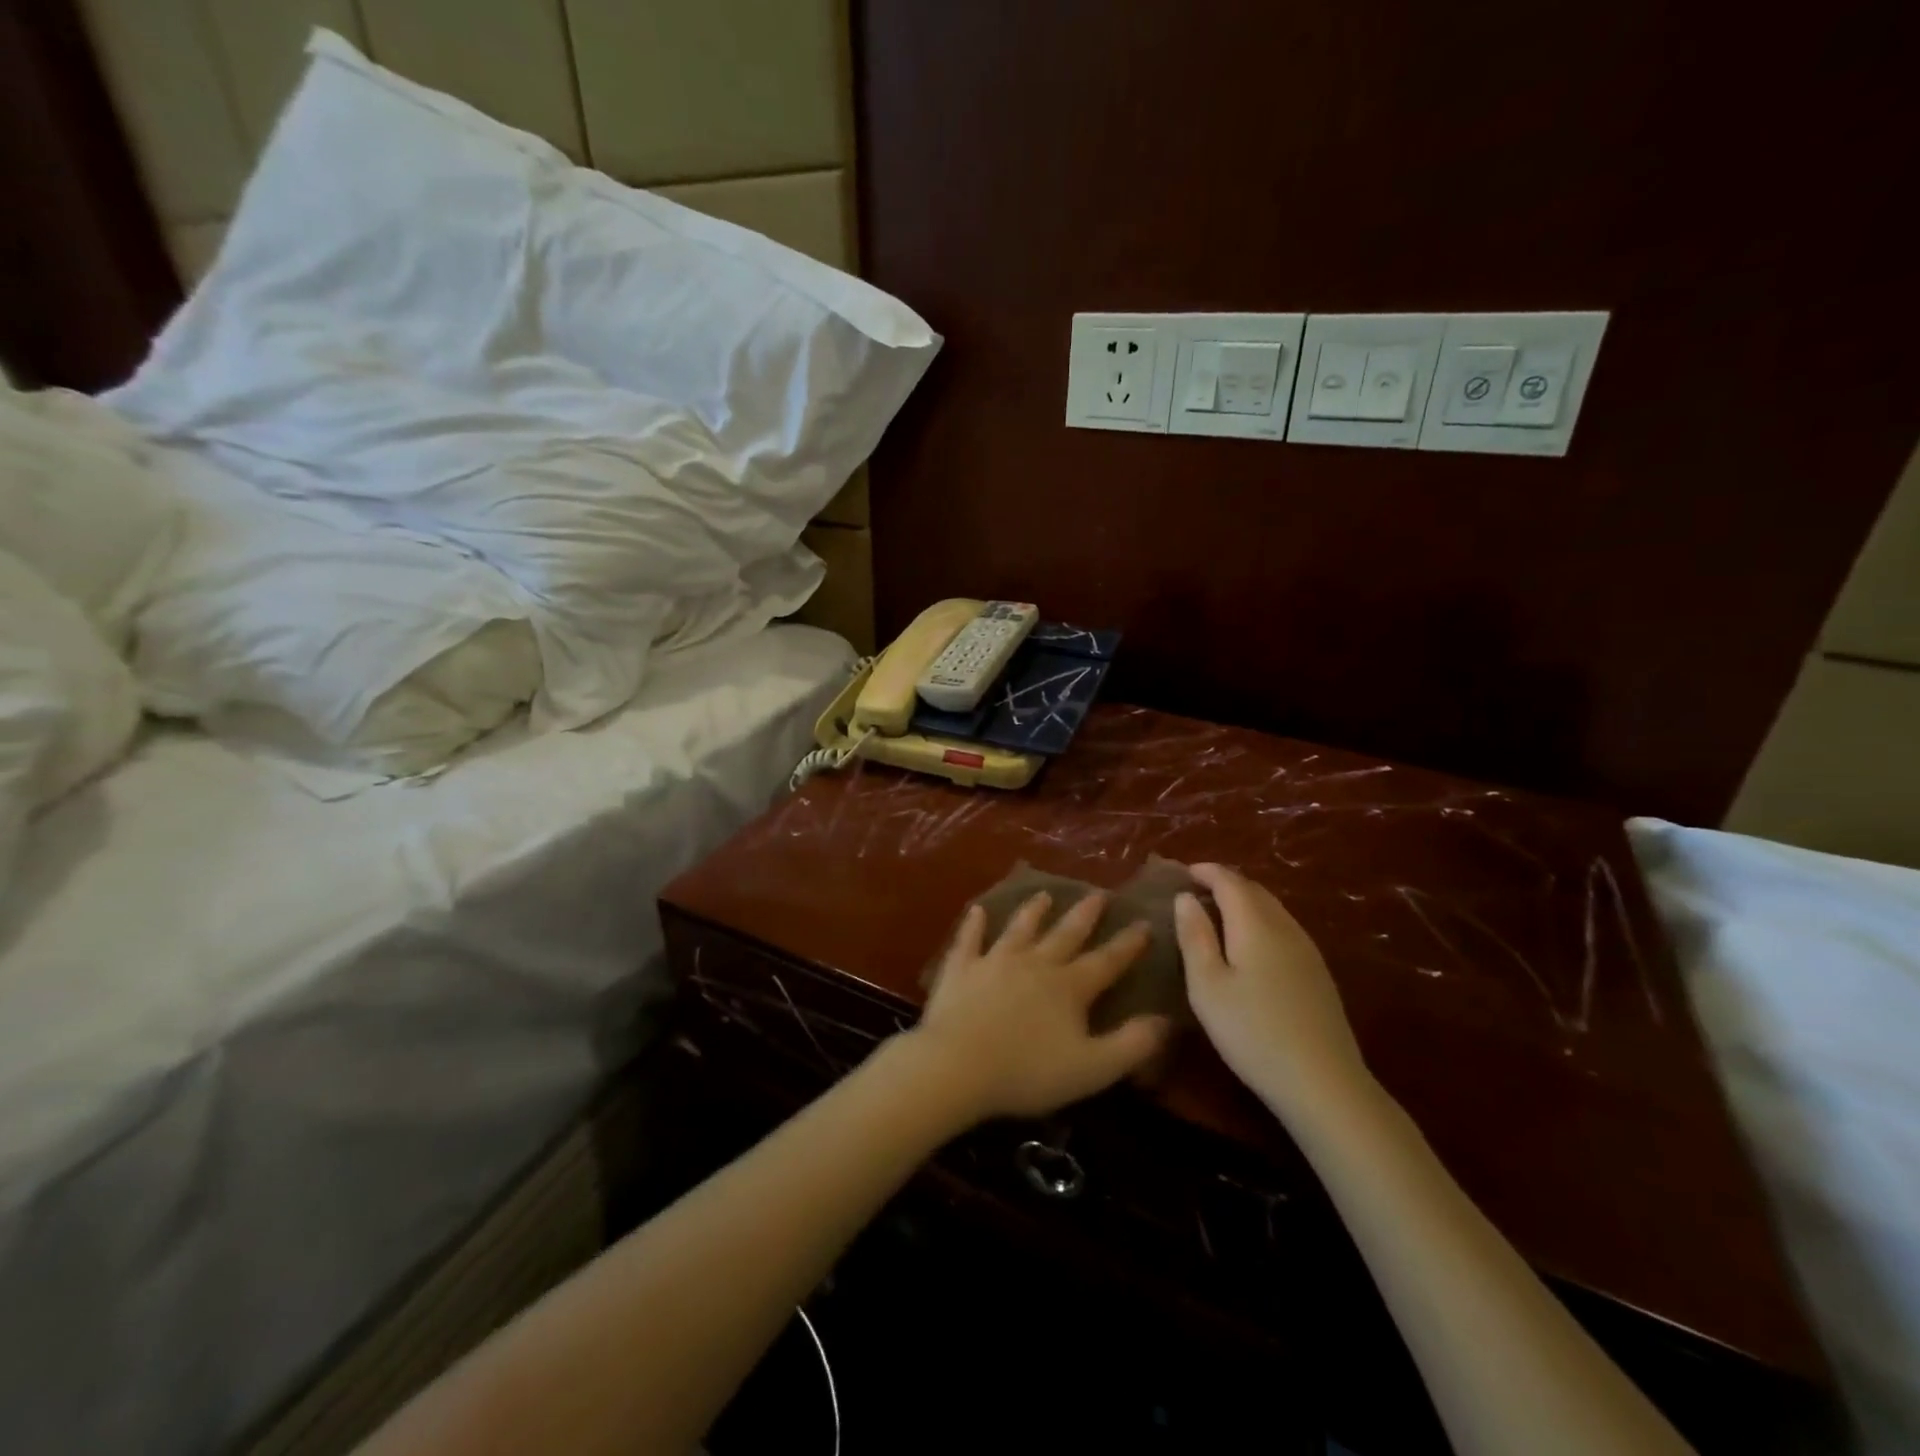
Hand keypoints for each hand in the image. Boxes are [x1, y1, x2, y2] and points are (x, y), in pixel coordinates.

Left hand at [910, 890, 1169, 1121]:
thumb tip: (1165, 1020)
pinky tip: (978, 910)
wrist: (958, 1066)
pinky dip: (974, 924)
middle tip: (1098, 894)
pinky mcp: (961, 969)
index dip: (1128, 944)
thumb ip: (1132, 1044)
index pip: (1106, 961)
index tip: (1145, 923)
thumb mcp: (1093, 1068)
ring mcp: (995, 961)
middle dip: (1085, 915)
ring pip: (1020, 929)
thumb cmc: (1028, 1072)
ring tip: (1045, 894)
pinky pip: (969, 940)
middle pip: (1065, 935)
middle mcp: (1035, 963)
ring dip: (1034, 911)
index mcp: (1069, 987)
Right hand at [1175, 863, 1372, 1117]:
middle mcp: (1285, 927)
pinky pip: (1283, 929)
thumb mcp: (1207, 985)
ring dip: (1244, 903)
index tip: (1182, 873)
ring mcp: (1307, 950)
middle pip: (1254, 890)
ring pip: (1272, 909)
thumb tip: (1185, 897)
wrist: (1323, 1083)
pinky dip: (1260, 922)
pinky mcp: (1318, 973)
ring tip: (1217, 916)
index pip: (1229, 880)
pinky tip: (1249, 947)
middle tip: (1195, 892)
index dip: (1205, 871)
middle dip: (1224, 883)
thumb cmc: (1252, 1032)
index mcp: (1255, 924)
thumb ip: (1194, 936)